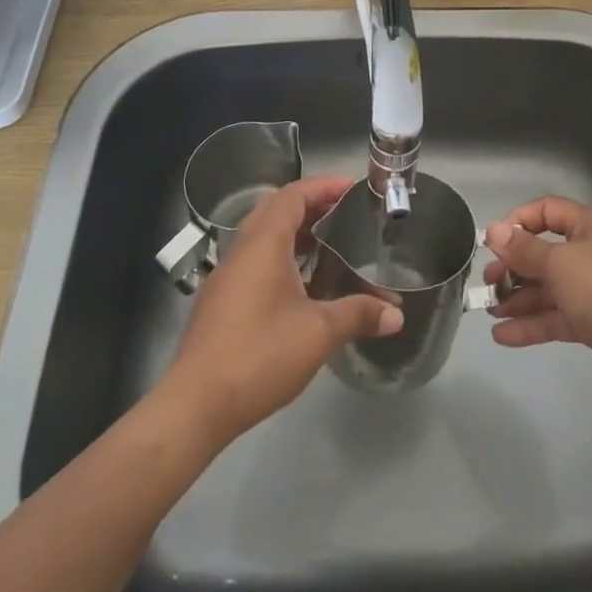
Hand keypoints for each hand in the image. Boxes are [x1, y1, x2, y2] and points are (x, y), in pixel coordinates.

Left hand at [163, 175, 402, 445]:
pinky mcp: (220, 303)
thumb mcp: (318, 333)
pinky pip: (255, 262)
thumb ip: (358, 315)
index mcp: (263, 244)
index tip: (353, 188)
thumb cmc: (259, 355)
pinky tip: (302, 286)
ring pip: (263, 237)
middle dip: (311, 205)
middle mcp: (242, 251)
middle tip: (345, 212)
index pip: (293, 195)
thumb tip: (397, 315)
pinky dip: (281, 258)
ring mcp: (227, 277)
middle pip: (276, 210)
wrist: (195, 405)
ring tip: (330, 245)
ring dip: (295, 233)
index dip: (323, 186)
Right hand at [483, 196, 591, 401]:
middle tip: (487, 283)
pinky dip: (531, 324)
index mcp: (589, 226)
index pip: (547, 210)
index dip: (518, 222)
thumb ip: (523, 249)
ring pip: (548, 288)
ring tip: (489, 310)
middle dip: (514, 266)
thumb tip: (493, 230)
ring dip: (518, 298)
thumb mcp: (559, 263)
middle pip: (544, 252)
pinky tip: (503, 335)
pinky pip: (556, 316)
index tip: (493, 243)